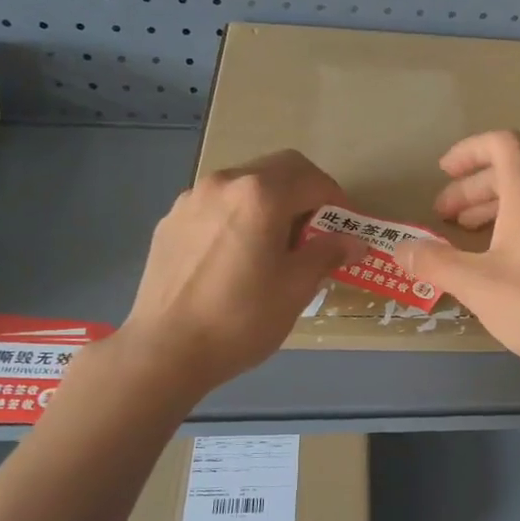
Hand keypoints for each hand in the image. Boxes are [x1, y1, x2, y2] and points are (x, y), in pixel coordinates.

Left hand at [112, 150, 364, 393]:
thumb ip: (327, 254)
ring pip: (245, 185)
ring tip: (275, 245)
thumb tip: (354, 241)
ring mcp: (192, 199)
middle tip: (316, 232)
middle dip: (304, 193)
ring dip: (270, 202)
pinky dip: (239, 216)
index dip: (337, 201)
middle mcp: (225, 183)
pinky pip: (217, 206)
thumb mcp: (296, 288)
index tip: (345, 229)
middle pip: (278, 170)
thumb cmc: (241, 318)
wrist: (165, 350)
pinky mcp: (171, 221)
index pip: (312, 179)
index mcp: (261, 195)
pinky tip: (237, 256)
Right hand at [393, 130, 519, 387]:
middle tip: (443, 217)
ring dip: (491, 209)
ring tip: (465, 238)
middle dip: (470, 189)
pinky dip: (512, 228)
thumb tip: (400, 249)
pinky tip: (499, 263)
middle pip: (510, 173)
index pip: (502, 144)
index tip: (443, 172)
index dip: (469, 150)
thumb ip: (435, 263)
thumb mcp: (477, 286)